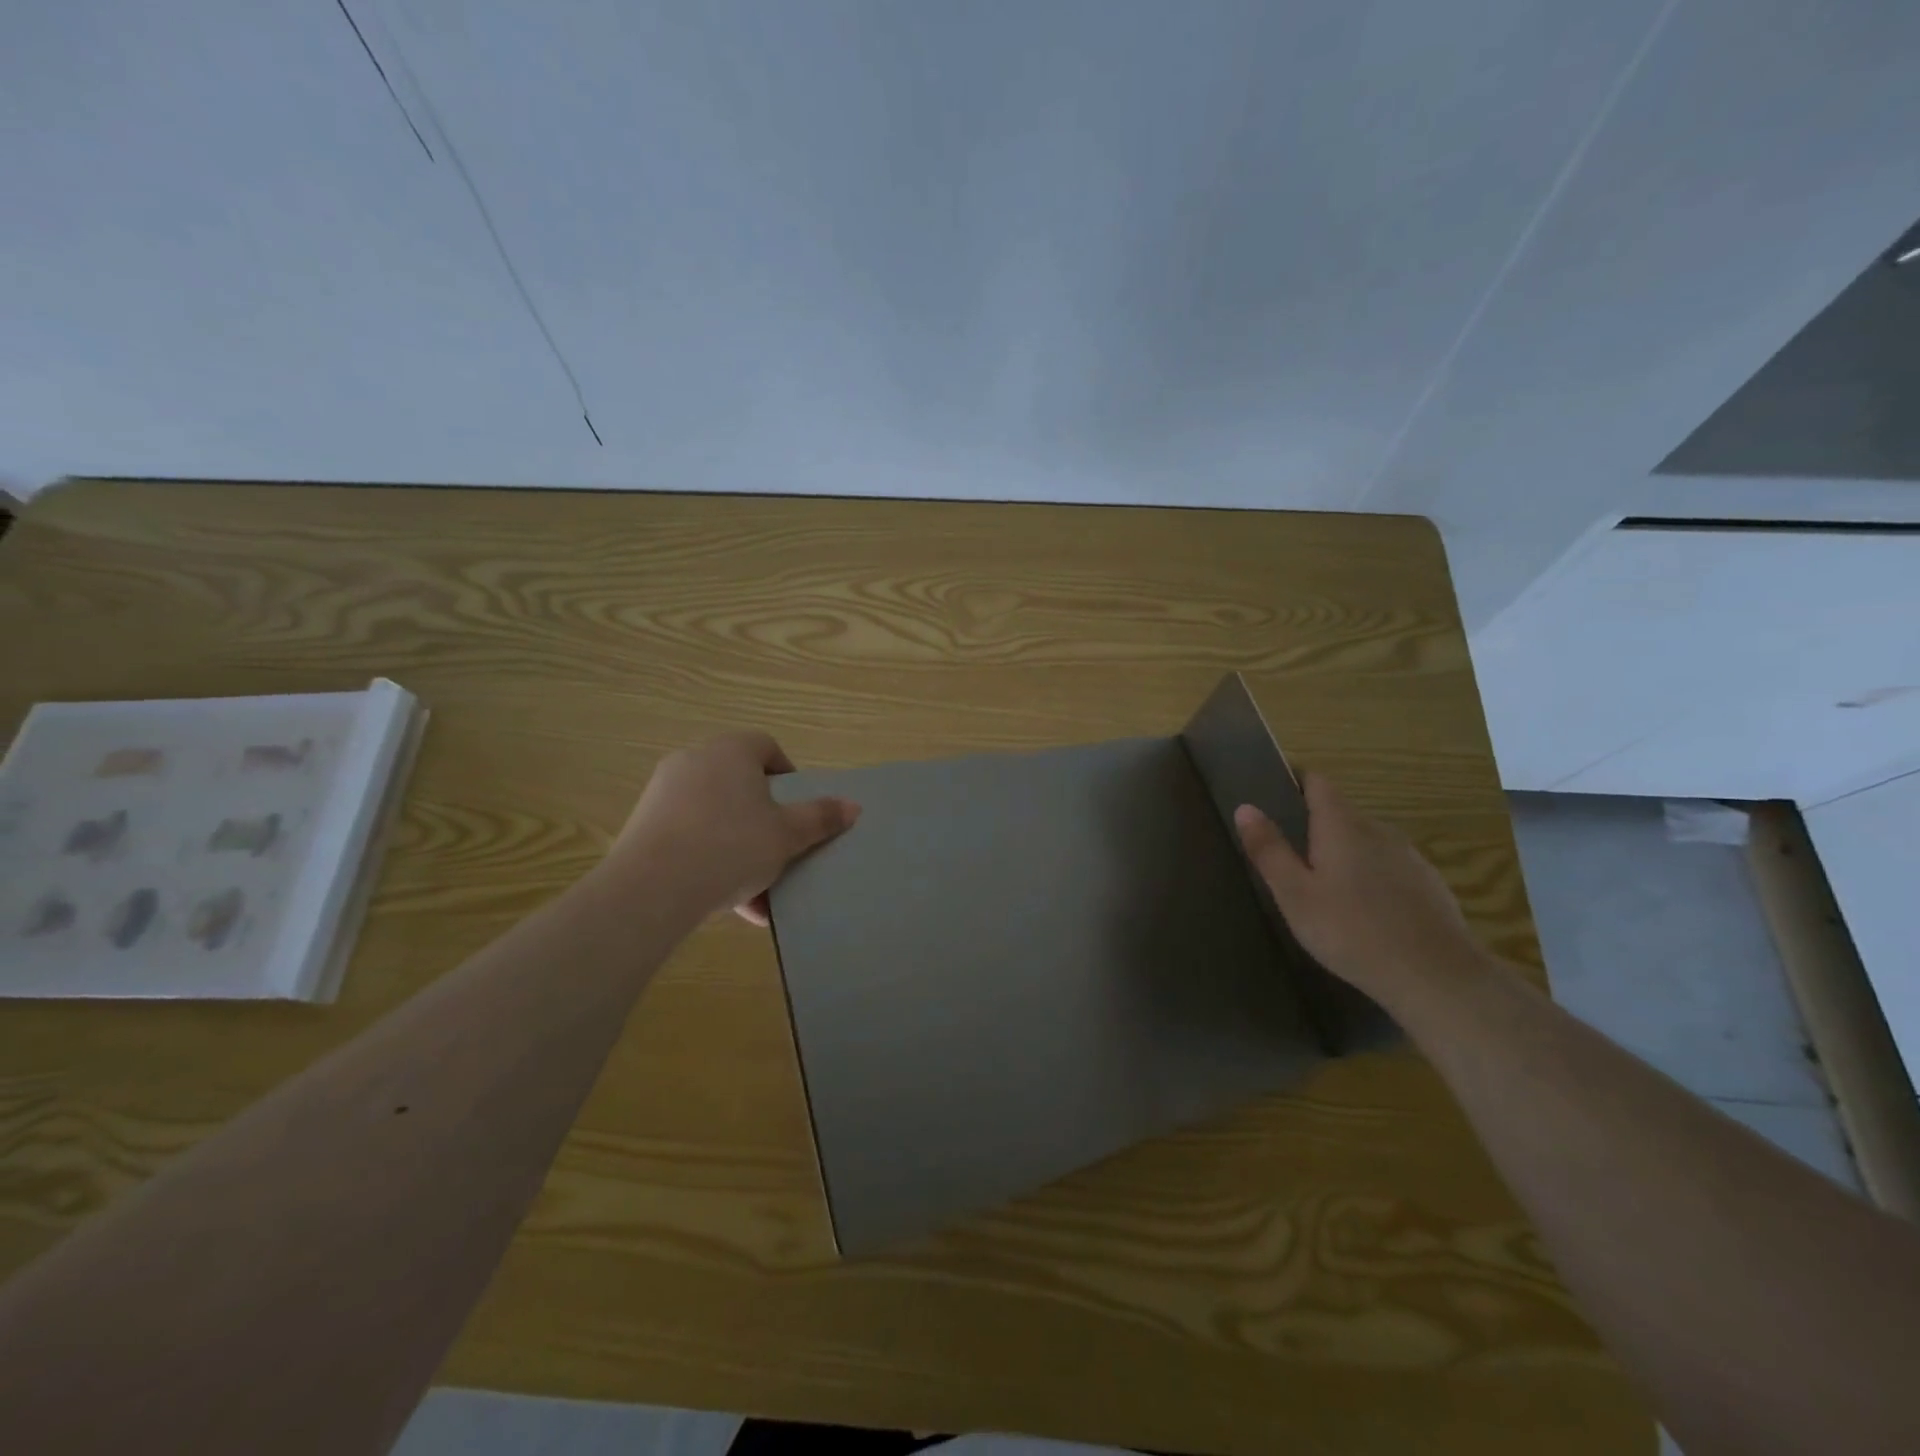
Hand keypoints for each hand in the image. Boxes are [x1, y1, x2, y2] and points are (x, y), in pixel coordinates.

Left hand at [604, 731, 859, 924]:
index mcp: (731, 751)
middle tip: (782, 850)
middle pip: (741, 785)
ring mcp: (664, 794)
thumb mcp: (787, 835)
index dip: (788, 776)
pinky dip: (712, 862)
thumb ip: (820, 818)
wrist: (651, 889)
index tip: (799, 810)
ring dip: (741, 849)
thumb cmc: (731, 846)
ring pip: (717, 817)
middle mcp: (694, 761)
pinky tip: (731, 904)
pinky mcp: (643, 827)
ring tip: (760, 892)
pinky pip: (691, 838)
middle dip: (765, 820)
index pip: (766, 747)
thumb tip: (853, 806)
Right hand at [1234, 773, 1483, 1012]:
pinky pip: (1389, 867)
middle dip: (1315, 826)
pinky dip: (1371, 876)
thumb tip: (1245, 807)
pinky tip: (1364, 912)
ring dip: (1344, 852)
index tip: (1273, 796)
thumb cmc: (1351, 931)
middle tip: (1290, 858)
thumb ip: (1269, 849)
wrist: (1437, 977)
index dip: (1295, 781)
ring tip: (1325, 888)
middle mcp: (1378, 829)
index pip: (1317, 781)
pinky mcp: (1429, 884)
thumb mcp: (1295, 894)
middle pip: (1341, 812)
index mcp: (1342, 825)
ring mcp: (1409, 856)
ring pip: (1367, 841)